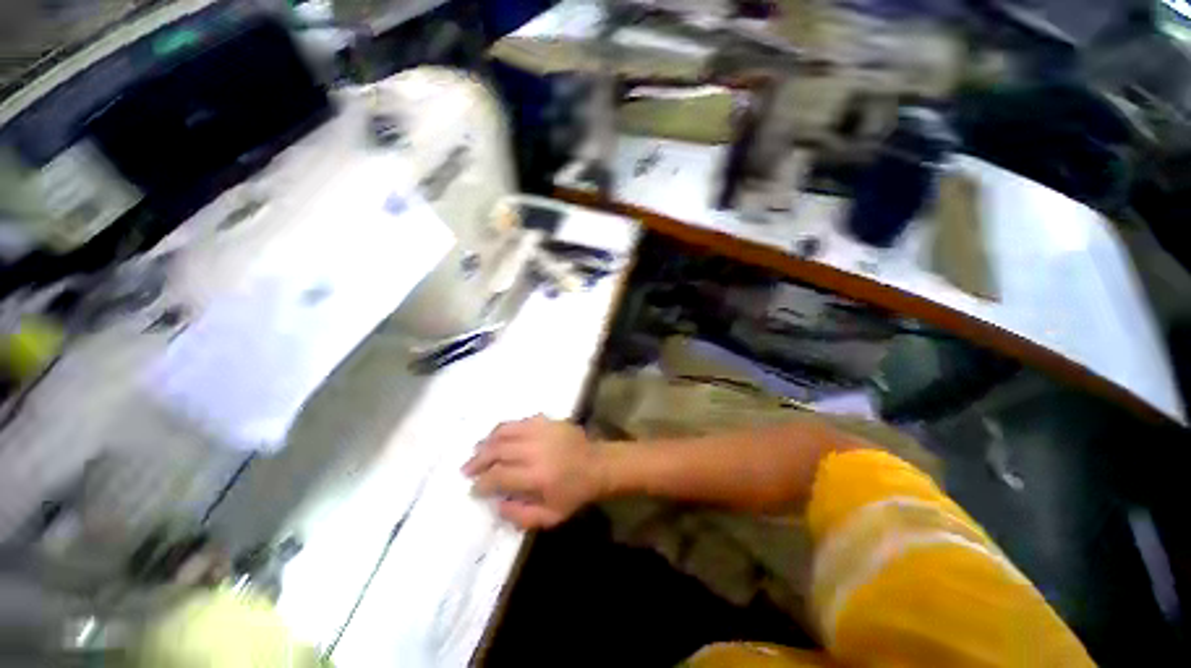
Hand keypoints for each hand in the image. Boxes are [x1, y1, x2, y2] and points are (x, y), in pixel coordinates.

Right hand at [462, 415, 604, 528]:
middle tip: (466, 469)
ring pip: (505, 431)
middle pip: (497, 450)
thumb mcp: (550, 516)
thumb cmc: (575, 493)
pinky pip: (519, 422)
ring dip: (487, 441)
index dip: (482, 483)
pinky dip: (504, 429)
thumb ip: (520, 515)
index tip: (473, 489)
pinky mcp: (548, 420)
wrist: (598, 464)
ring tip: (477, 451)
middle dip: (478, 460)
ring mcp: (541, 431)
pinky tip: (498, 436)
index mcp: (537, 476)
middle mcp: (536, 450)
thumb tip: (495, 504)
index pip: (498, 476)